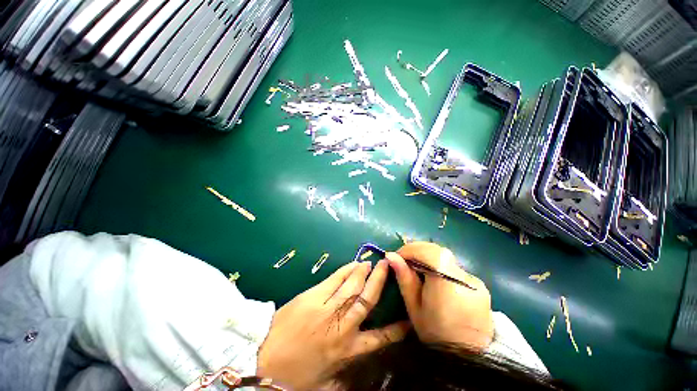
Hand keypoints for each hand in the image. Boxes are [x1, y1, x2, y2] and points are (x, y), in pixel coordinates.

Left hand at [257, 260, 410, 389]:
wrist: (261, 359)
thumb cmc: (292, 376)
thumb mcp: (323, 385)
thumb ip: (343, 379)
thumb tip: (357, 377)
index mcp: (346, 350)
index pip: (378, 338)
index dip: (395, 329)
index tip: (408, 319)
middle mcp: (341, 326)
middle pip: (366, 299)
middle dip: (378, 282)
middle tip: (387, 266)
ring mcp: (327, 308)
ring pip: (351, 286)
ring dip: (362, 272)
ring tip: (370, 263)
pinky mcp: (313, 296)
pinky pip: (335, 280)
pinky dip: (346, 271)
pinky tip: (353, 264)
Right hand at [386, 242, 493, 350]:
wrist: (468, 358)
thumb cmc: (435, 335)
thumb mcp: (414, 307)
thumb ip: (404, 278)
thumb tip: (390, 256)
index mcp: (447, 284)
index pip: (429, 252)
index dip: (411, 249)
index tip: (398, 255)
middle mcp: (464, 277)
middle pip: (438, 251)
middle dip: (418, 251)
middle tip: (405, 259)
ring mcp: (475, 281)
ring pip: (447, 258)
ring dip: (429, 257)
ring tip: (417, 267)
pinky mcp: (480, 285)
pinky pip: (455, 267)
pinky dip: (441, 265)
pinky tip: (434, 277)